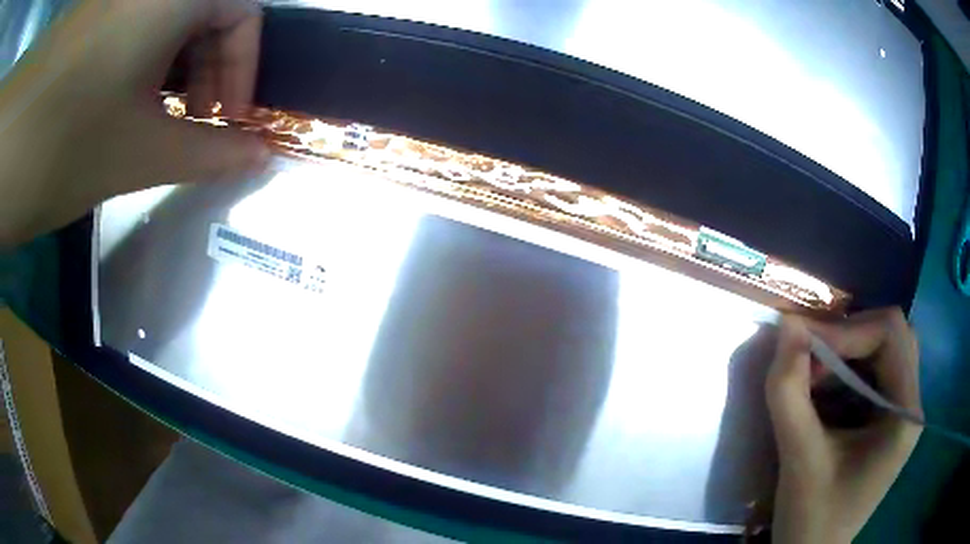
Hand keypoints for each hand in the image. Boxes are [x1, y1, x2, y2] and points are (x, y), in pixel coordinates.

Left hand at [0, 0, 267, 247]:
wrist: (6, 168)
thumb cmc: (60, 150)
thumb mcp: (138, 154)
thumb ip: (208, 152)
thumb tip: (261, 155)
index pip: (243, 12)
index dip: (245, 67)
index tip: (228, 119)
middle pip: (207, 12)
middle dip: (211, 68)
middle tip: (195, 122)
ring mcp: (112, 1)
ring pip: (168, 21)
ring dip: (176, 67)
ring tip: (157, 118)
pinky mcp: (87, 21)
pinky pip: (132, 27)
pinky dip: (142, 62)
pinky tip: (123, 102)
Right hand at [765, 308, 921, 543]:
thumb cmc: (811, 518)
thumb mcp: (797, 459)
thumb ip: (789, 392)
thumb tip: (785, 326)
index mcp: (905, 414)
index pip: (890, 334)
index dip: (846, 330)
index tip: (801, 344)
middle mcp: (913, 402)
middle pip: (892, 334)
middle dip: (849, 335)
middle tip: (810, 354)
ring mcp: (903, 410)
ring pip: (885, 347)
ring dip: (848, 349)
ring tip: (815, 373)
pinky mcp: (889, 418)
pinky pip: (876, 370)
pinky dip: (849, 368)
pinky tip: (825, 390)